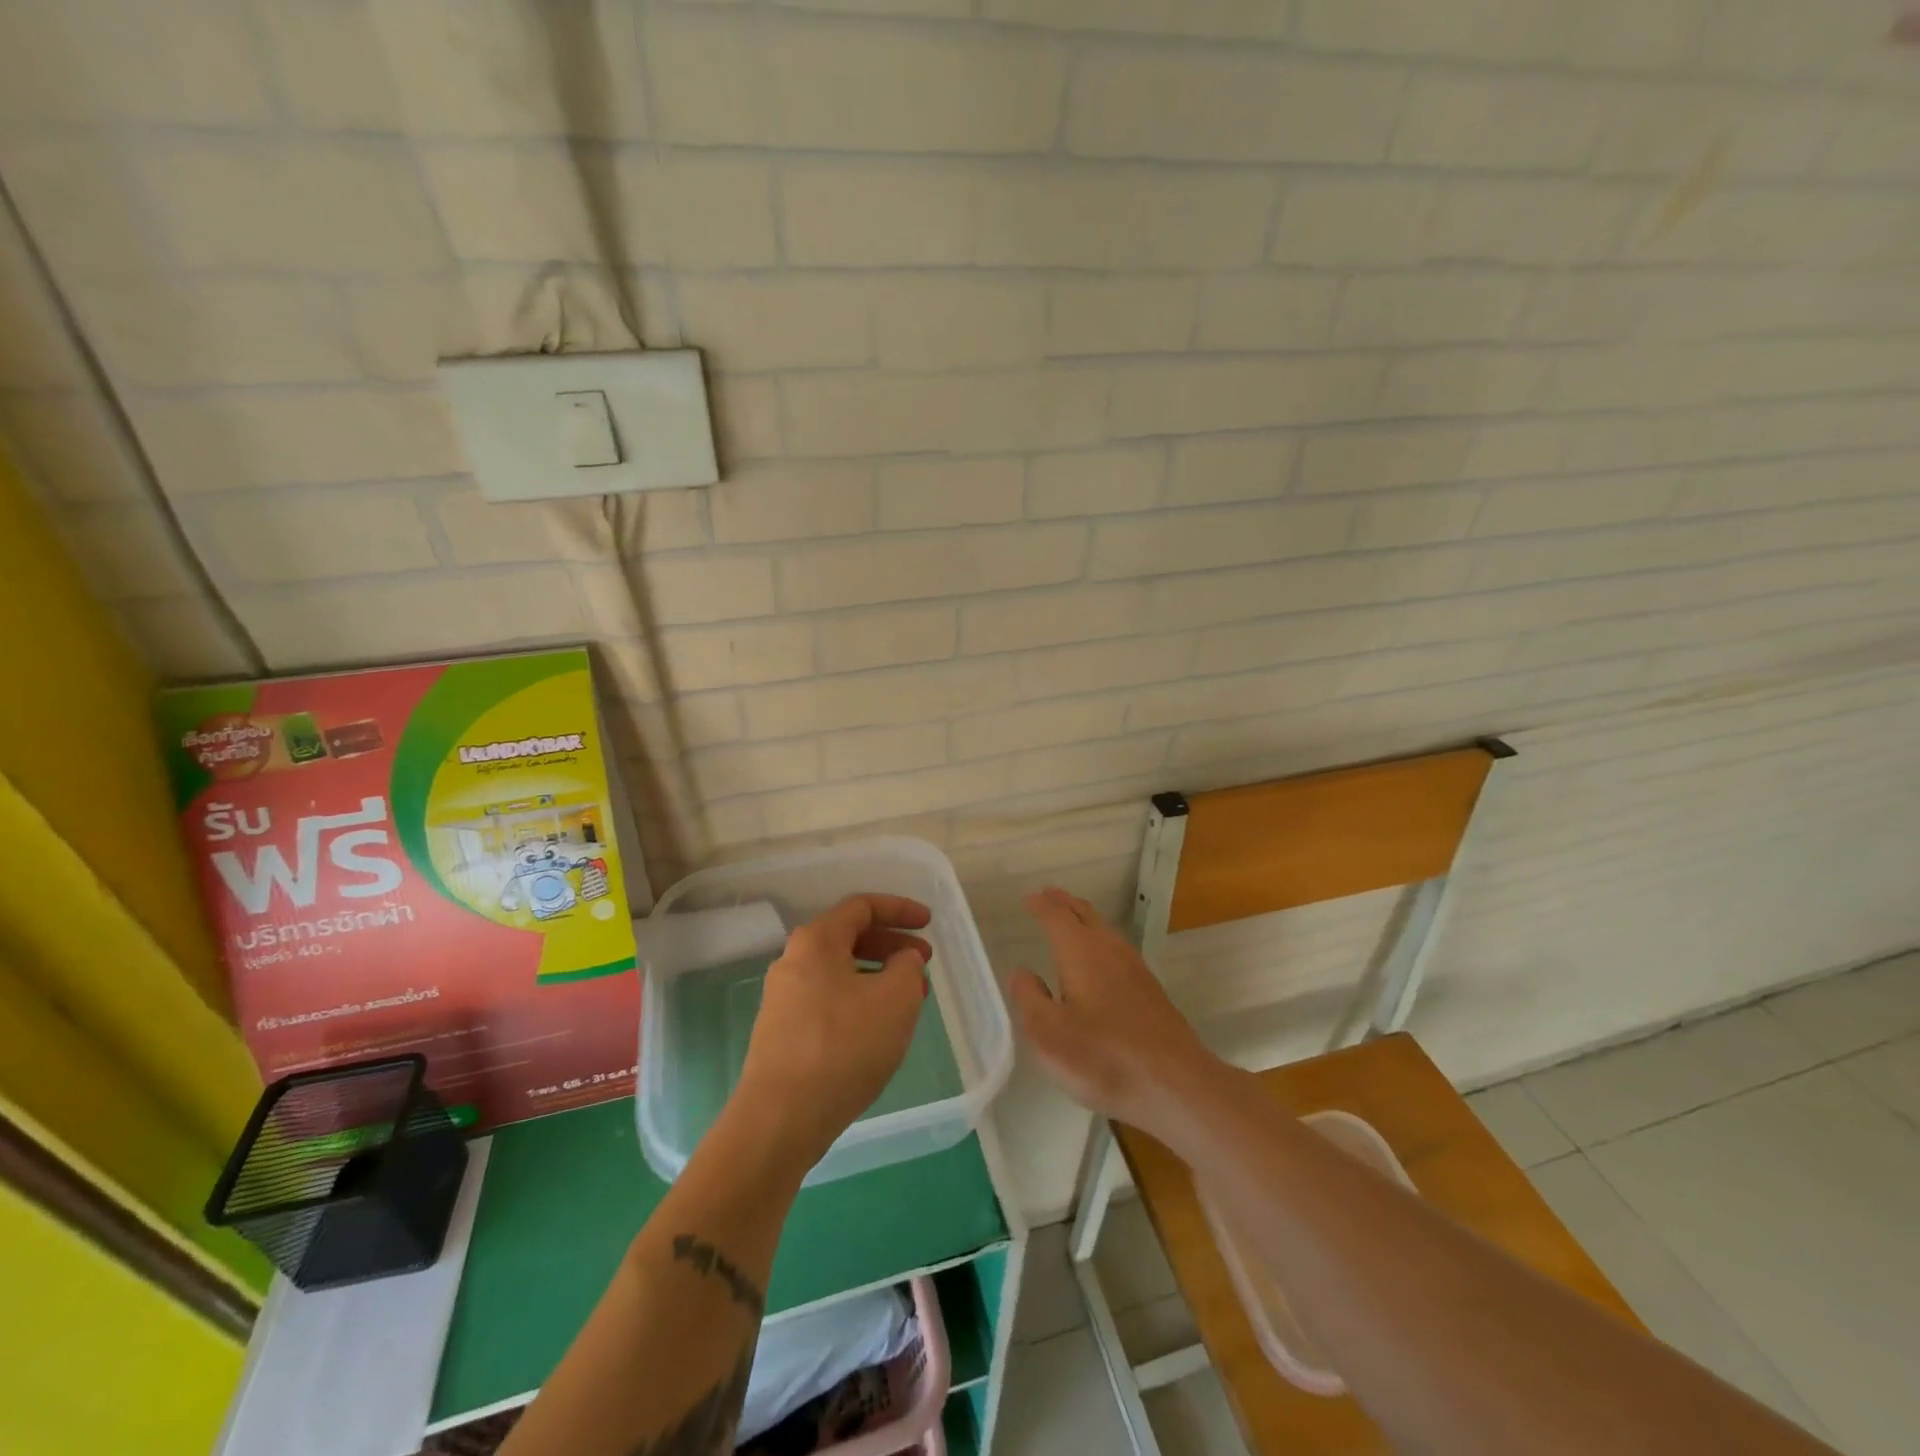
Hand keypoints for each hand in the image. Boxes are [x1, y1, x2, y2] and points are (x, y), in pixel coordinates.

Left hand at [735, 894, 931, 1167]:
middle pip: (849, 938)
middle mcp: (793, 961)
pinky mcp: (782, 1033)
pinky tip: (878, 1029)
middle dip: (891, 945)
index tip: (928, 922)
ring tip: (909, 999)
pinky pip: (828, 1000)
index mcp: (816, 941)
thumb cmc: (843, 1047)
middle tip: (923, 962)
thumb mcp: (895, 1000)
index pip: (862, 907)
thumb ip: (907, 968)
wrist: (779, 1119)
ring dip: (878, 977)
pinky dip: (859, 1001)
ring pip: (840, 972)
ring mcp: (783, 999)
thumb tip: (902, 960)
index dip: (900, 909)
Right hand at [1009, 887, 1217, 1142]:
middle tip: (1047, 896)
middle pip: (1085, 914)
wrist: (1176, 1084)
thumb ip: (1029, 999)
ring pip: (1104, 930)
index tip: (1028, 899)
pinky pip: (1116, 948)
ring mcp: (1135, 968)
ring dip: (1083, 919)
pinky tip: (1099, 960)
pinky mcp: (1150, 990)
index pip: (1056, 916)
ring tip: (1069, 920)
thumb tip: (1021, 972)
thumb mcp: (1049, 1035)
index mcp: (1081, 952)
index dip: (1040, 905)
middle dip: (1064, 903)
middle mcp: (1109, 949)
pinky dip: (1099, 940)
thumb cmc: (1104, 1058)